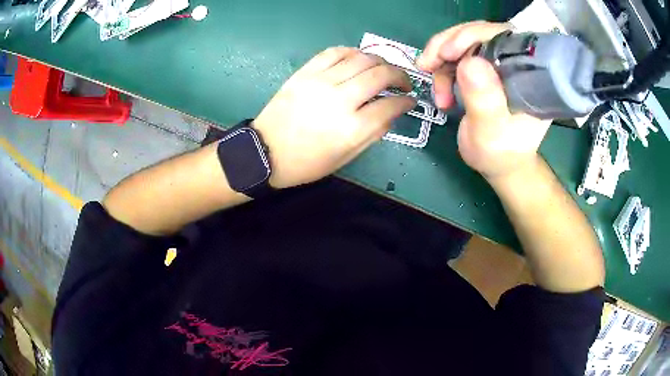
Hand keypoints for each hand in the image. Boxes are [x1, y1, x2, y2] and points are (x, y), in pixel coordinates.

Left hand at [253, 47, 415, 188]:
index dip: (406, 101)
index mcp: (352, 128)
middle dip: (400, 76)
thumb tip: (391, 112)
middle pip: (381, 75)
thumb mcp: (345, 158)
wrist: (265, 152)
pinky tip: (358, 59)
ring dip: (380, 61)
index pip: (391, 105)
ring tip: (383, 70)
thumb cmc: (306, 163)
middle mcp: (340, 99)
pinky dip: (352, 52)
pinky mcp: (305, 72)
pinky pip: (335, 52)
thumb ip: (373, 134)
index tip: (410, 101)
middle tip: (403, 83)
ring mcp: (321, 82)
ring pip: (362, 58)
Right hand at [417, 21, 551, 179]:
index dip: (473, 36)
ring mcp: (499, 63)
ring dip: (441, 57)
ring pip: (465, 41)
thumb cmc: (501, 154)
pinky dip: (442, 66)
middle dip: (449, 44)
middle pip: (480, 34)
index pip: (504, 38)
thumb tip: (470, 62)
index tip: (447, 53)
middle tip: (426, 64)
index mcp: (529, 75)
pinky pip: (458, 54)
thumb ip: (485, 101)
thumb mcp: (492, 133)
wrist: (499, 164)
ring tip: (429, 78)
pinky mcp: (485, 68)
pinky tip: (439, 89)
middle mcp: (516, 63)